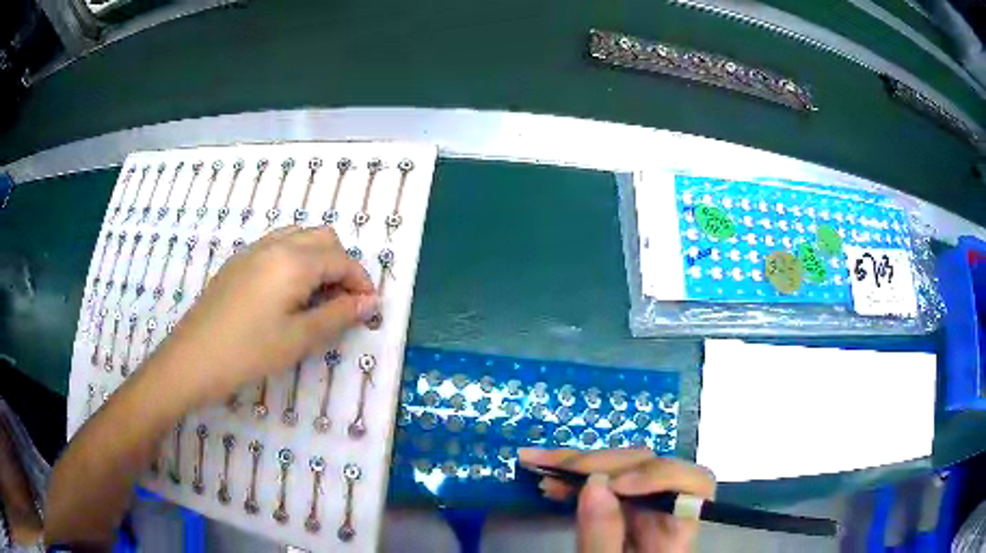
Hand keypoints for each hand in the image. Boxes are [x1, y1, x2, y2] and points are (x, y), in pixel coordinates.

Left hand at [154, 226, 376, 405]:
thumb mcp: (299, 339)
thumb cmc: (249, 352)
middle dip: (342, 265)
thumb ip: (338, 315)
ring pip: (299, 237)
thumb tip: (370, 302)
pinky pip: (277, 246)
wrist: (193, 358)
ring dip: (319, 259)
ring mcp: (253, 250)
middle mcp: (276, 244)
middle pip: (324, 238)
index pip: (342, 259)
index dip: (361, 282)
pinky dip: (295, 260)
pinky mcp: (239, 261)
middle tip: (343, 303)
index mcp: (294, 261)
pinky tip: (287, 294)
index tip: (369, 308)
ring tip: (317, 297)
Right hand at [518, 448, 715, 552]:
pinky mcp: (620, 512)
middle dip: (602, 463)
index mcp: (676, 530)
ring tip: (541, 465)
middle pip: (651, 467)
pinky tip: (551, 482)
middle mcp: (665, 511)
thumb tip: (595, 482)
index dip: (660, 474)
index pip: (694, 484)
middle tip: (556, 466)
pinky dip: (577, 481)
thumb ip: (603, 535)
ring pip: (624, 471)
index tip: (616, 484)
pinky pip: (604, 487)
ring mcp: (642, 510)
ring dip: (582, 466)